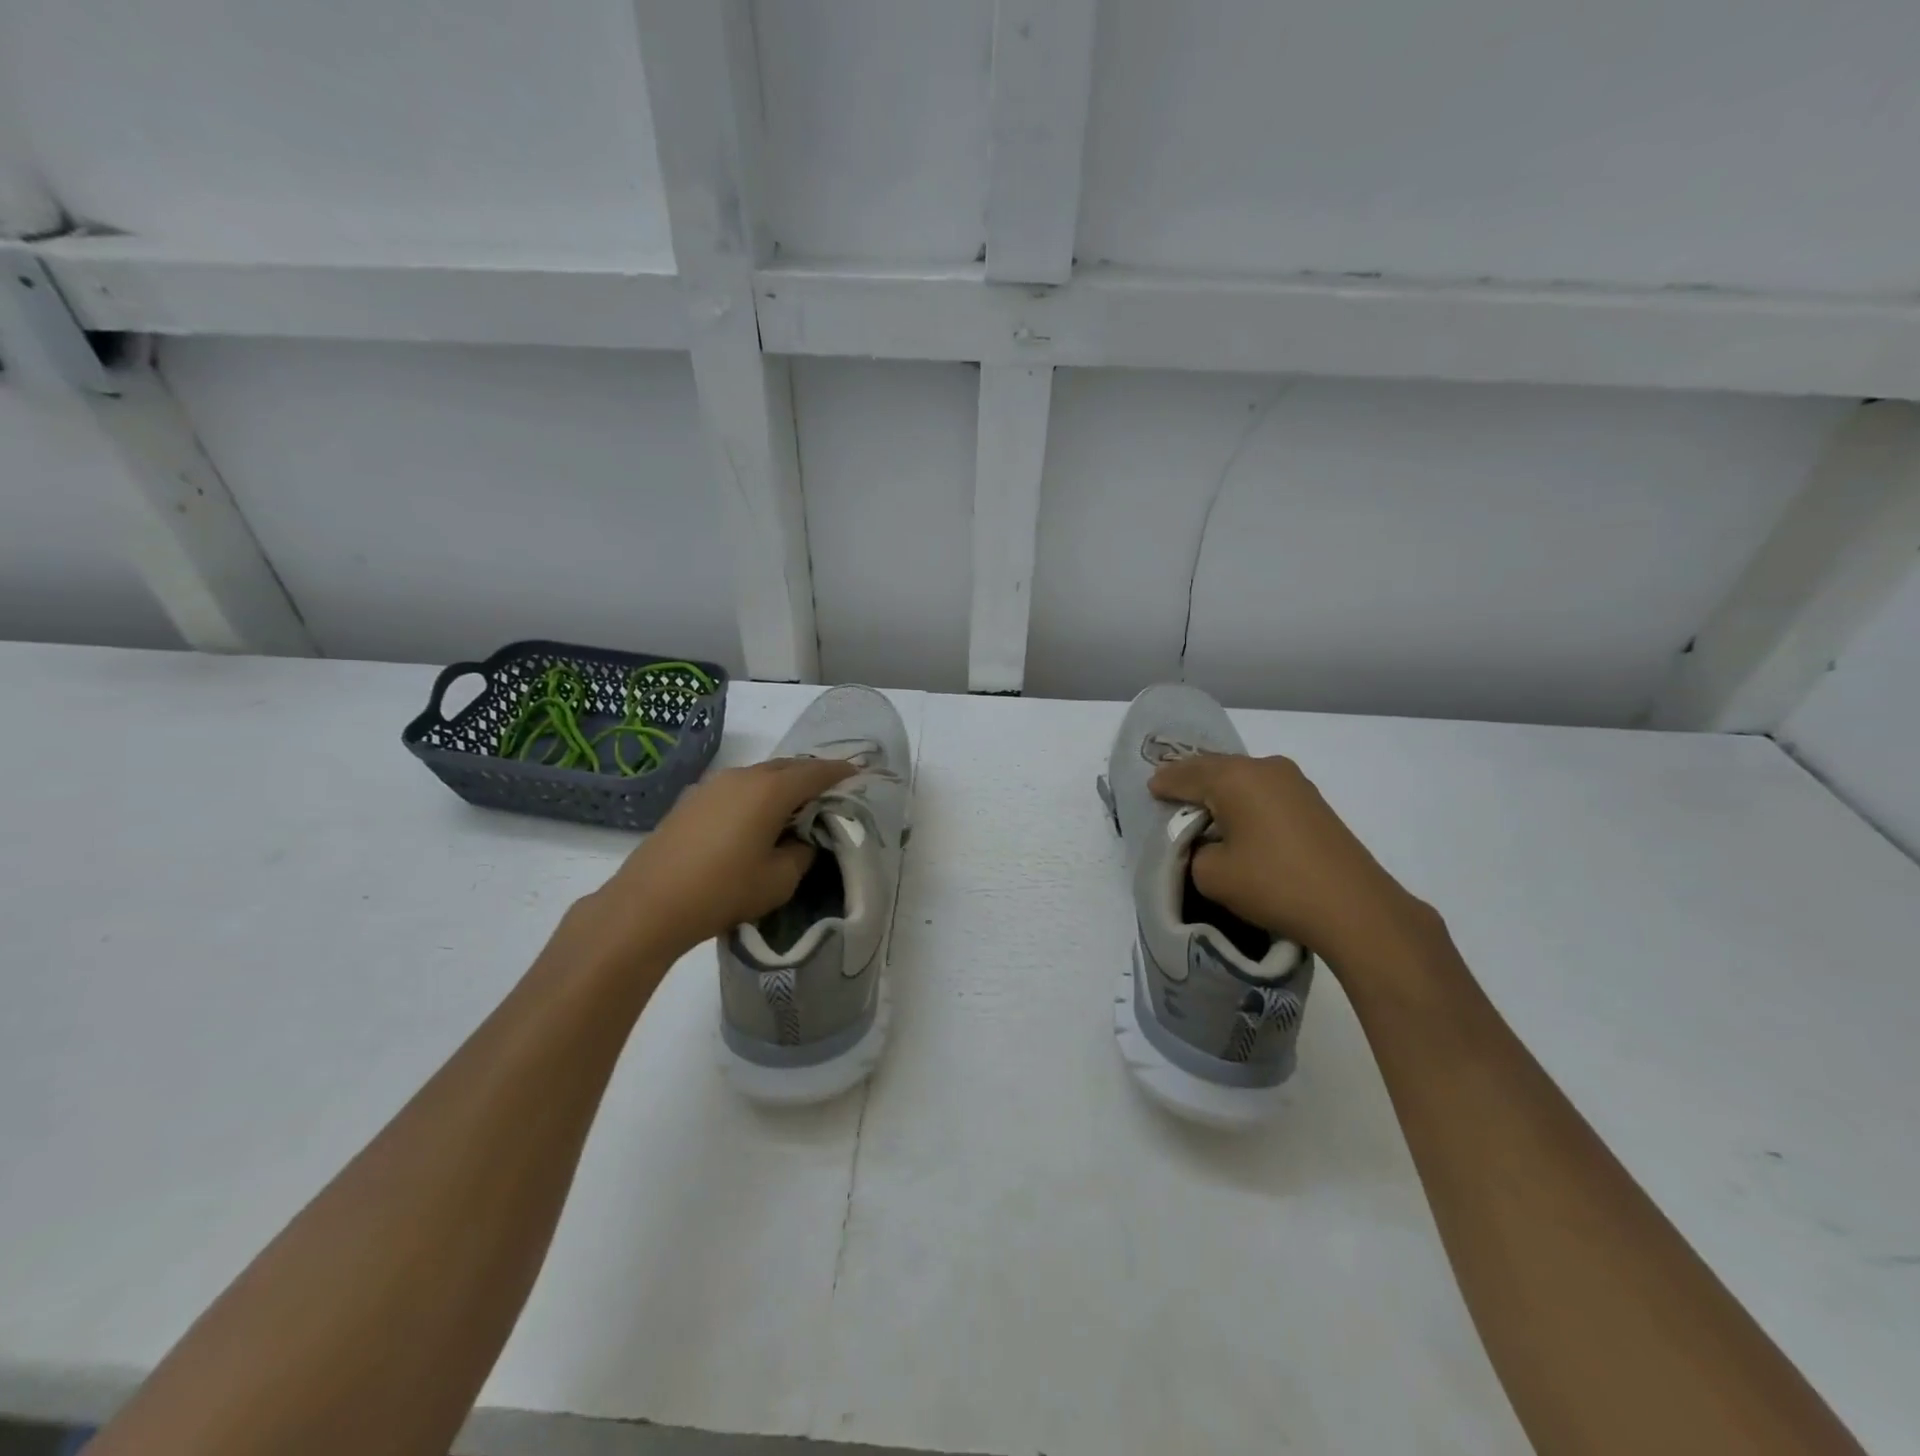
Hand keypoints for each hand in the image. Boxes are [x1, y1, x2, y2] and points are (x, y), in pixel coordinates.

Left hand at [573, 757, 855, 965]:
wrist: (649, 904)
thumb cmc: (723, 891)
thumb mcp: (779, 880)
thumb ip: (801, 853)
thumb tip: (800, 840)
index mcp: (770, 790)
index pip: (816, 772)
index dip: (841, 772)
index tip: (858, 774)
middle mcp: (743, 776)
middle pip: (788, 767)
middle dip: (812, 775)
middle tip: (830, 792)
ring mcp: (713, 785)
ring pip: (760, 775)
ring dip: (782, 785)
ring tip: (795, 807)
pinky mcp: (692, 800)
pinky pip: (737, 788)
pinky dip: (757, 795)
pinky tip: (756, 819)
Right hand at [1149, 753, 1440, 968]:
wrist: (1354, 907)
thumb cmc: (1274, 884)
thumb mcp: (1212, 875)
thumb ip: (1194, 851)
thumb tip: (1207, 843)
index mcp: (1234, 778)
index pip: (1185, 774)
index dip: (1164, 784)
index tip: (1150, 791)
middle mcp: (1264, 768)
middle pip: (1215, 767)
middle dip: (1190, 779)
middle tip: (1169, 791)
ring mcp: (1293, 782)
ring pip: (1242, 777)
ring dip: (1219, 788)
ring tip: (1201, 805)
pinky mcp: (1312, 801)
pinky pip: (1263, 789)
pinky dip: (1243, 798)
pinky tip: (1237, 816)